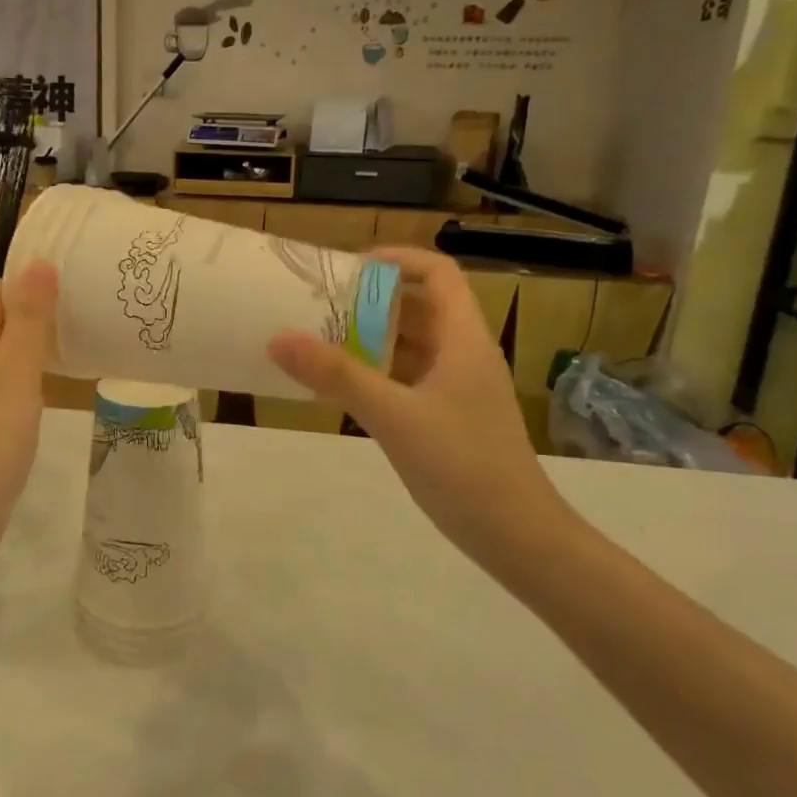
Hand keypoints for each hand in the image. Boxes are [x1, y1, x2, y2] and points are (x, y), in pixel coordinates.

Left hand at [0, 260, 58, 559]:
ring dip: (22, 354)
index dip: (31, 290)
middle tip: (76, 331)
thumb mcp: (16, 372)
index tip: (71, 301)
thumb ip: (29, 317)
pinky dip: (11, 383)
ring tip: (63, 362)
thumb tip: (38, 262)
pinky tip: (34, 401)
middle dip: (30, 321)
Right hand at [267, 247, 574, 561]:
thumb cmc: (463, 465)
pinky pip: (409, 379)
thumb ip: (337, 376)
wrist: (517, 537)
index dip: (397, 259)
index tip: (348, 268)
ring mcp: (458, 388)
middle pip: (420, 306)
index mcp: (463, 339)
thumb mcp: (393, 416)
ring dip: (372, 338)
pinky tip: (343, 389)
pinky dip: (378, 374)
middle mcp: (464, 354)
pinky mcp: (449, 418)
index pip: (437, 272)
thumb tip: (278, 338)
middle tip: (321, 305)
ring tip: (322, 341)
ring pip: (413, 345)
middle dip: (372, 300)